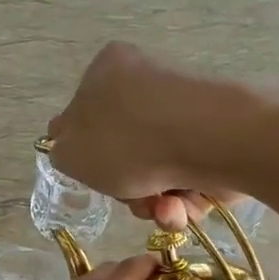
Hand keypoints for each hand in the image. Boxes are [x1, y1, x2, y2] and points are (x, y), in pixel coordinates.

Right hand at [46, 43, 238, 230]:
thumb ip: (62, 153)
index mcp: (106, 71)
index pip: (84, 117)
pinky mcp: (215, 139)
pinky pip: (187, 179)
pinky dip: (183, 201)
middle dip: (125, 188)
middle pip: (123, 153)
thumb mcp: (70, 152)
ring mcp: (184, 112)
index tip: (95, 177)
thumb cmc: (128, 141)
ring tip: (162, 208)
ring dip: (153, 203)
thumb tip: (74, 150)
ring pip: (156, 173)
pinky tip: (183, 206)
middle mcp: (146, 85)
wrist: (209, 140)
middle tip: (130, 198)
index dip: (87, 155)